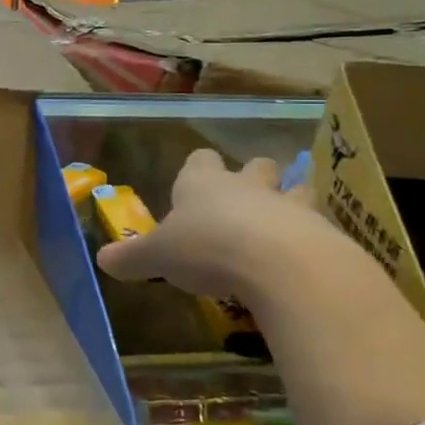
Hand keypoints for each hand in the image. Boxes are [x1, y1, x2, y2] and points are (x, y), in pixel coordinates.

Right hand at [97, 149, 360, 309]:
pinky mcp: (322, 233)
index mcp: (203, 184)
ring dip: (292, 201)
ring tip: (285, 226)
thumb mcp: (159, 256)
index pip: (200, 160)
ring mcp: (289, 206)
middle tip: (246, 201)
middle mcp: (246, 186)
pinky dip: (313, 240)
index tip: (194, 185)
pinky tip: (304, 263)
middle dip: (254, 177)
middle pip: (256, 166)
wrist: (280, 263)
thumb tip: (102, 260)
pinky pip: (319, 228)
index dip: (198, 169)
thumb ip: (133, 257)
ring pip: (296, 189)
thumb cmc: (207, 248)